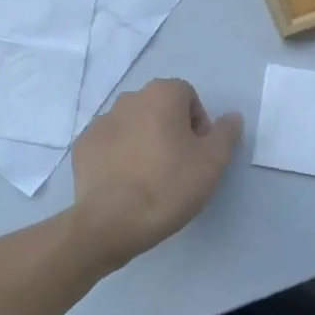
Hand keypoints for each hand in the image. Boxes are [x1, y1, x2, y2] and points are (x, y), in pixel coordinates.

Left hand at [72, 78, 242, 270]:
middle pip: (158, 107)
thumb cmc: (169, 185)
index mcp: (161, 94)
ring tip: (149, 177)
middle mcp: (128, 98)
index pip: (187, 96)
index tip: (198, 153)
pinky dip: (117, 155)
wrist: (112, 220)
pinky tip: (124, 182)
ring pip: (131, 124)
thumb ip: (225, 133)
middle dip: (169, 129)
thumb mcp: (212, 163)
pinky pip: (108, 143)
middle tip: (176, 165)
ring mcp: (100, 121)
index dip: (198, 123)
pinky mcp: (83, 145)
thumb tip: (232, 116)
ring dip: (142, 141)